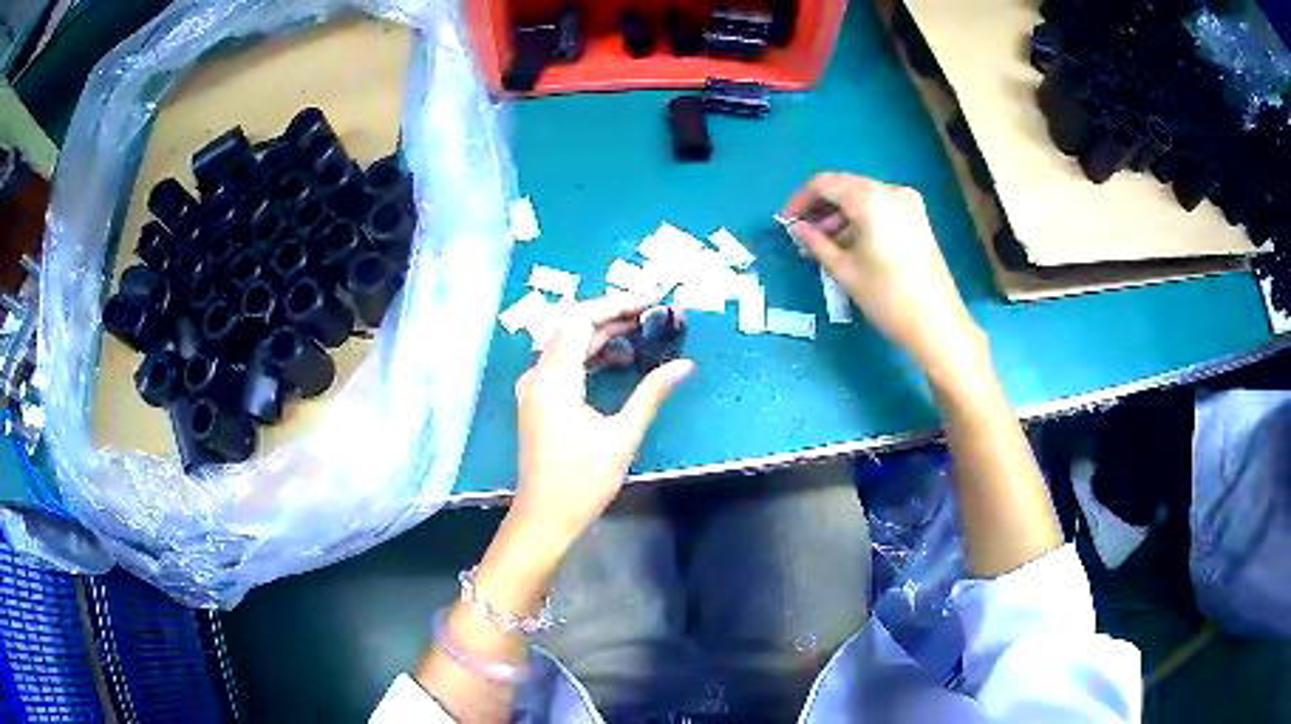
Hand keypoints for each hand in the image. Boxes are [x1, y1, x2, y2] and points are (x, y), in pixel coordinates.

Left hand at [511, 295, 694, 548]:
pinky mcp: (538, 400)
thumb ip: (652, 394)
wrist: (544, 516)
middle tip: (653, 315)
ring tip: (643, 333)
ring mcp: (534, 387)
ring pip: (567, 344)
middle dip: (613, 316)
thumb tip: (686, 364)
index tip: (651, 302)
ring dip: (603, 335)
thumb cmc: (582, 481)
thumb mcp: (622, 436)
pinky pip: (563, 363)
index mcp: (554, 379)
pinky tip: (620, 361)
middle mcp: (538, 375)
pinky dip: (590, 355)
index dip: (616, 304)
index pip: (581, 319)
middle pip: (573, 327)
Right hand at [783, 173, 985, 377]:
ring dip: (840, 214)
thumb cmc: (887, 298)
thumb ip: (816, 243)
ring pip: (863, 197)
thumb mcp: (845, 271)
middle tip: (802, 233)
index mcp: (870, 198)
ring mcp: (908, 203)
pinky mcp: (918, 219)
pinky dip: (861, 219)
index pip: (825, 183)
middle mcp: (890, 191)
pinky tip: (850, 244)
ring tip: (823, 244)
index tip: (786, 222)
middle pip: (845, 186)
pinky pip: (880, 208)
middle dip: (821, 207)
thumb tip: (797, 228)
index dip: (801, 200)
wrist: (938, 324)